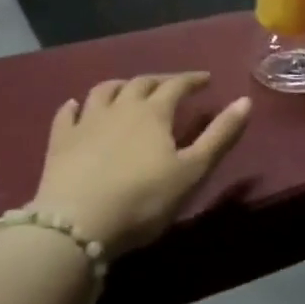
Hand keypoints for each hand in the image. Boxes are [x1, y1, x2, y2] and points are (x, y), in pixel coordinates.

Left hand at [31, 74, 250, 256]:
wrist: (77, 223)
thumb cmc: (143, 200)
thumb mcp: (192, 171)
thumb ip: (220, 136)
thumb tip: (245, 101)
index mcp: (154, 112)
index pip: (177, 85)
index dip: (192, 80)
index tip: (206, 80)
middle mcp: (120, 107)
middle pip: (141, 83)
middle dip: (160, 81)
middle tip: (172, 86)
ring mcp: (86, 122)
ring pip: (104, 91)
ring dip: (119, 86)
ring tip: (127, 89)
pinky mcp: (60, 141)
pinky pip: (66, 115)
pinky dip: (74, 106)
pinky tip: (75, 106)